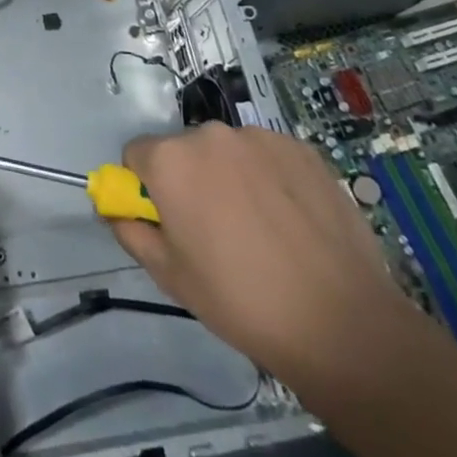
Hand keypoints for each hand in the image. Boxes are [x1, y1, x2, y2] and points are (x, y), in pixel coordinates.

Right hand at [111, 123, 413, 388]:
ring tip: (262, 230)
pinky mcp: (302, 148)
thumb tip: (115, 209)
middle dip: (190, 180)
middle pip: (183, 150)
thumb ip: (131, 231)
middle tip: (216, 233)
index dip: (145, 188)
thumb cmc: (241, 301)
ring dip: (231, 177)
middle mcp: (210, 134)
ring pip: (228, 152)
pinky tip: (292, 221)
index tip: (168, 222)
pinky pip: (268, 156)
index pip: (136, 155)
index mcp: (170, 160)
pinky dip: (270, 178)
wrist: (342, 323)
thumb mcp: (170, 277)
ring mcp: (260, 137)